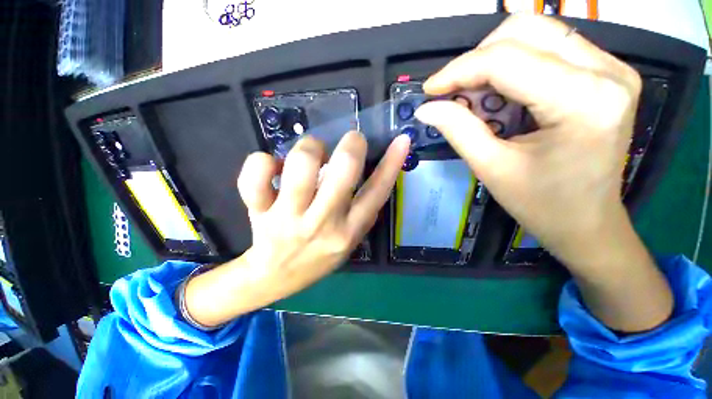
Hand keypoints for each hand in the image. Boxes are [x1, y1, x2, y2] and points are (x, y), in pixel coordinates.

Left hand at [239, 132, 409, 299]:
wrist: (276, 277)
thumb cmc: (318, 256)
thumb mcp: (350, 240)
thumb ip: (363, 211)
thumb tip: (376, 172)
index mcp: (348, 230)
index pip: (377, 192)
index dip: (391, 164)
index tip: (401, 140)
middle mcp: (323, 223)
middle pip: (343, 170)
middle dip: (351, 145)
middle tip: (350, 141)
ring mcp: (289, 217)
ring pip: (301, 164)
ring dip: (310, 148)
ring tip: (310, 156)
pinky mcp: (259, 212)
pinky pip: (255, 176)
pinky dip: (262, 161)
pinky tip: (271, 166)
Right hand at [415, 15, 670, 331]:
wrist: (591, 224)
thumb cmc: (546, 208)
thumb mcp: (494, 168)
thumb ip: (460, 127)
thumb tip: (429, 106)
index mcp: (584, 101)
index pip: (505, 60)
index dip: (458, 71)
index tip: (427, 89)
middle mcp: (601, 74)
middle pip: (523, 34)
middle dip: (473, 59)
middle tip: (442, 89)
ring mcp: (603, 71)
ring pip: (535, 35)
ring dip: (489, 59)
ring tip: (462, 92)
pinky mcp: (595, 77)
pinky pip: (544, 50)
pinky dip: (507, 64)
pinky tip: (489, 92)